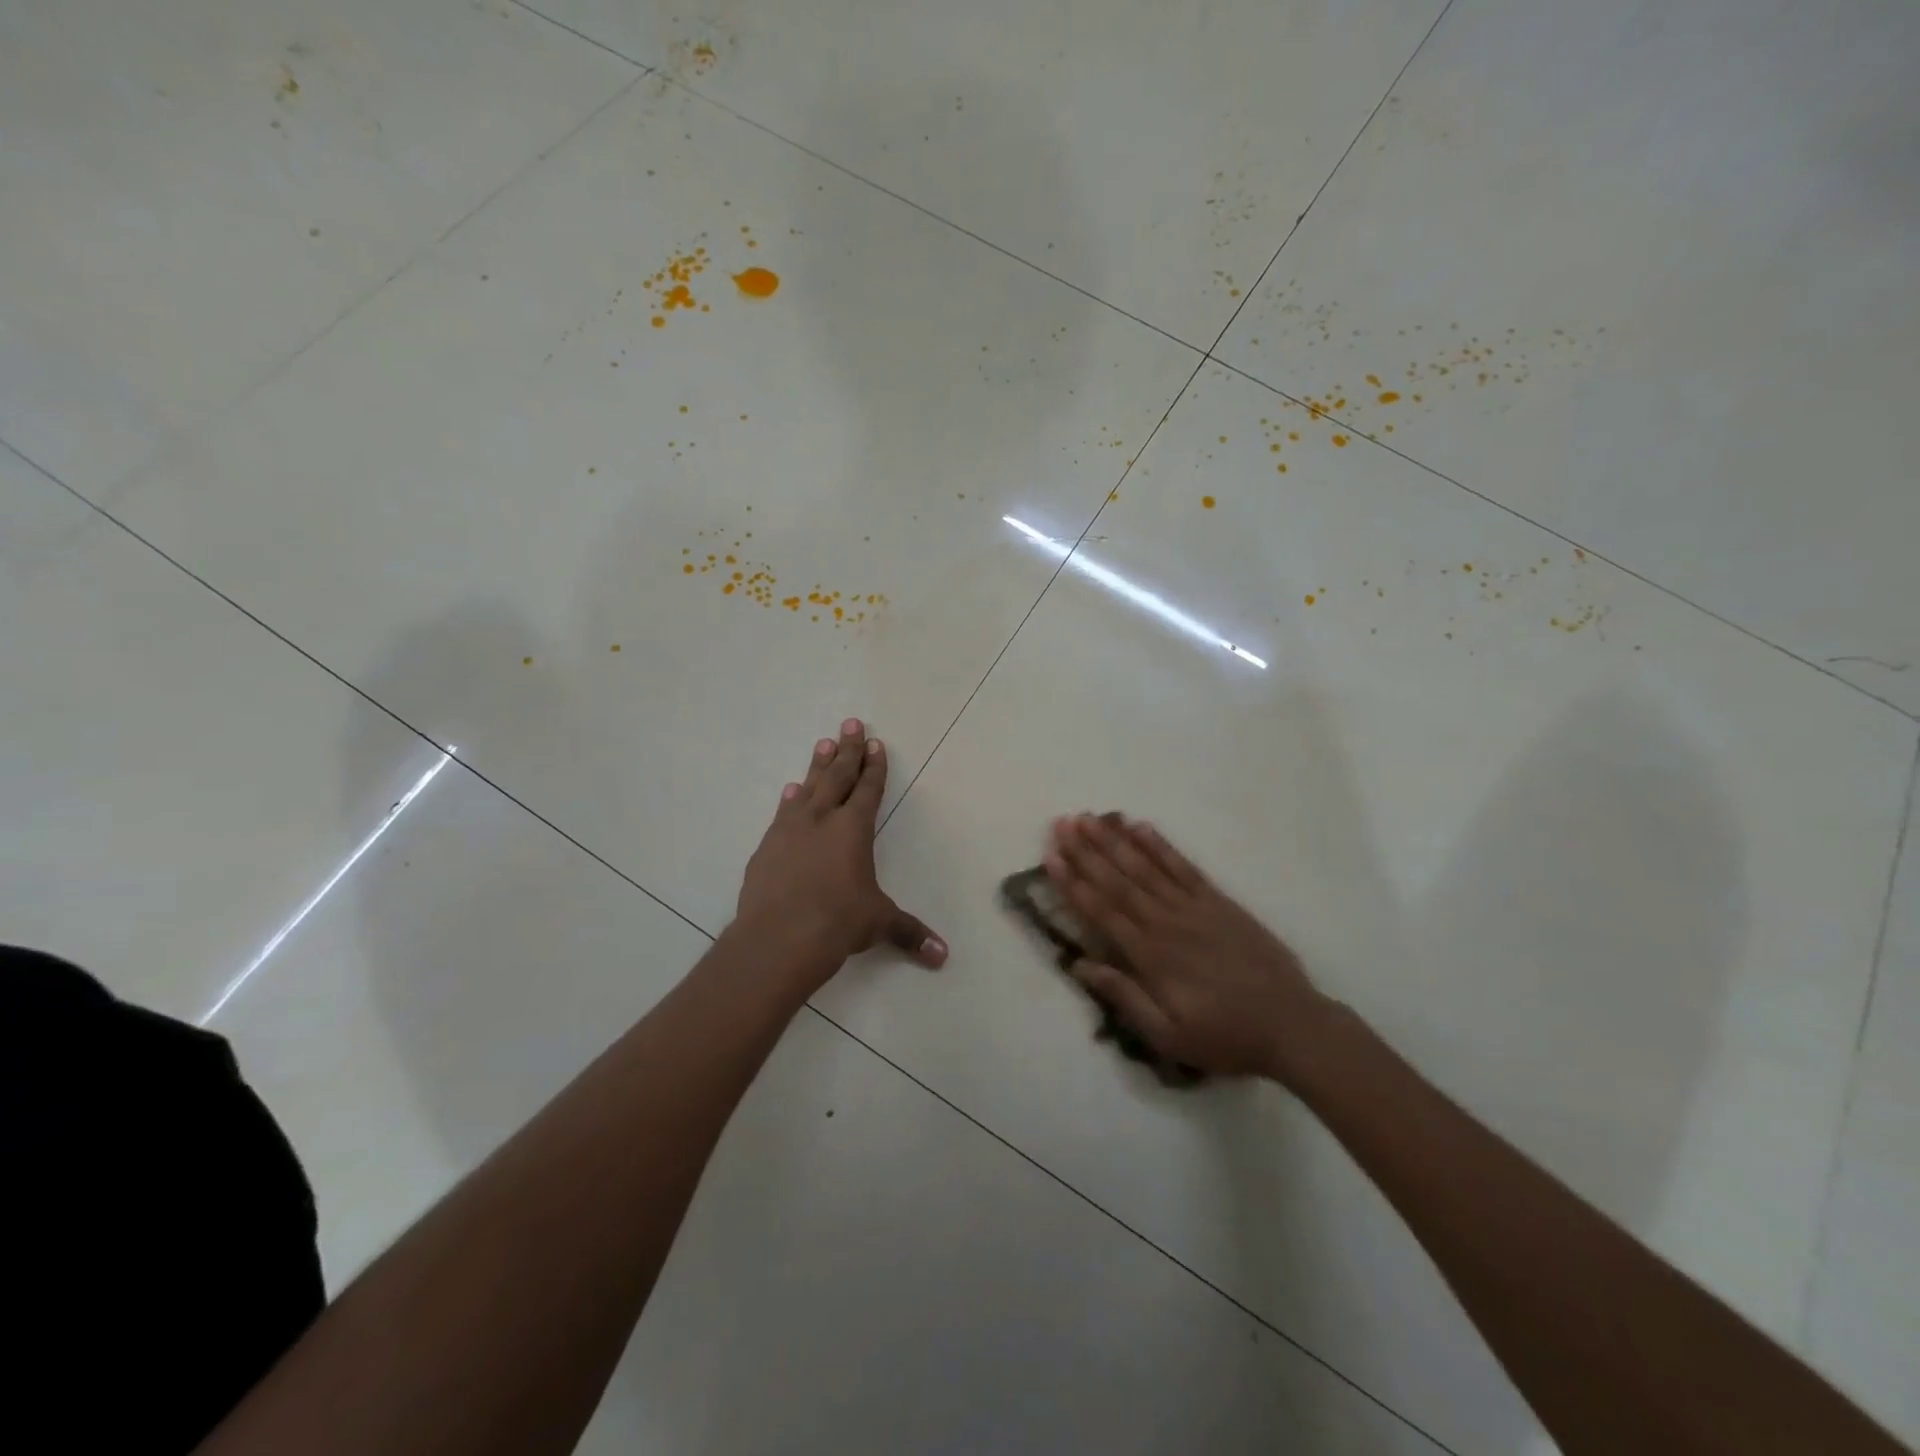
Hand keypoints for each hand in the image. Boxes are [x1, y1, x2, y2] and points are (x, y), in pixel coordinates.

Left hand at [735, 719, 946, 989]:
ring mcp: (790, 830)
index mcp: (853, 829)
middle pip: (838, 776)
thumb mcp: (878, 924)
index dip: (874, 766)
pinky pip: (782, 814)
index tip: (875, 742)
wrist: (778, 938)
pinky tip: (790, 791)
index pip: (868, 789)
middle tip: (851, 722)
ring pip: (808, 787)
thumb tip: (942, 956)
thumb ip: (909, 933)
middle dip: (848, 749)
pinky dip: (789, 800)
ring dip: (818, 765)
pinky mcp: (766, 848)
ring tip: (822, 743)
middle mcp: (822, 820)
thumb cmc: (838, 923)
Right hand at [1044, 813, 1328, 1082]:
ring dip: (1115, 841)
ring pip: (1146, 867)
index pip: (1102, 911)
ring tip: (1091, 818)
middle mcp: (1166, 922)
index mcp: (1150, 955)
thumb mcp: (1168, 1034)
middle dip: (1087, 851)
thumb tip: (1080, 966)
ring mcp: (1194, 907)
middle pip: (1118, 880)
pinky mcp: (1218, 901)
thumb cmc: (1224, 1035)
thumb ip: (1123, 996)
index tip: (1050, 857)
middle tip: (1062, 824)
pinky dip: (1160, 845)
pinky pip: (1183, 866)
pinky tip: (1141, 826)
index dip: (1073, 883)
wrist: (1291, 1024)